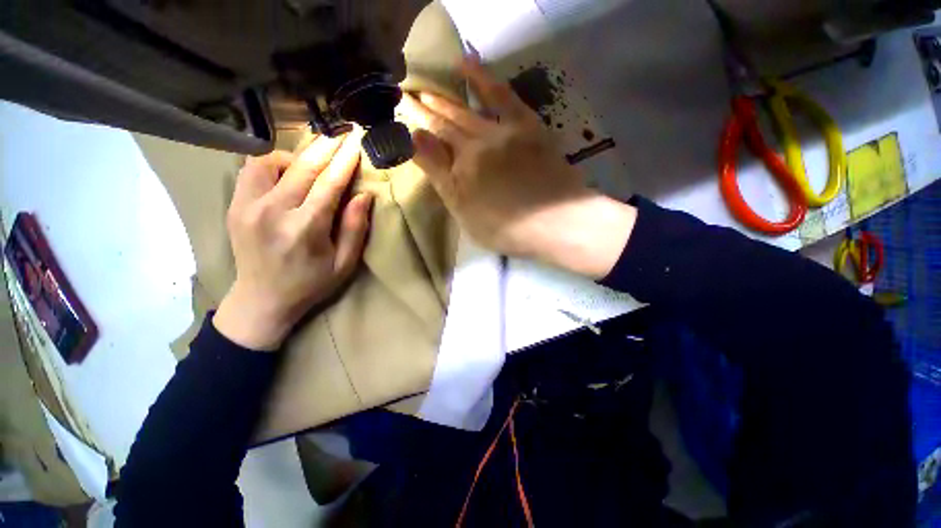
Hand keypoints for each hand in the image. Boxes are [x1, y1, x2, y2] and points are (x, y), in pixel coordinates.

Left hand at [213, 132, 372, 350]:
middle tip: (341, 133)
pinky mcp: (235, 206)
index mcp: (305, 229)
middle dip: (325, 147)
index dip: (345, 161)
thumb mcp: (344, 263)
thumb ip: (355, 228)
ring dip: (297, 155)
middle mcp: (273, 212)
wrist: (261, 300)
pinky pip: (252, 170)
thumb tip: (364, 195)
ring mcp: (248, 206)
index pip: (329, 184)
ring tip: (313, 160)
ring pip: (271, 161)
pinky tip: (286, 170)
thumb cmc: (311, 284)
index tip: (356, 141)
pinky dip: (272, 162)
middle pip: (302, 167)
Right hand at [399, 58, 636, 278]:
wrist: (555, 221)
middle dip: (427, 110)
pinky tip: (469, 66)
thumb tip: (414, 139)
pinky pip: (502, 97)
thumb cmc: (506, 227)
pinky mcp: (528, 126)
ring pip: (468, 109)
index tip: (403, 113)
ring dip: (447, 96)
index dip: (417, 127)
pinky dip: (484, 79)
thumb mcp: (464, 210)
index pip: (433, 143)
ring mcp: (503, 132)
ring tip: (431, 84)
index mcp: (461, 168)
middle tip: (411, 94)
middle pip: (448, 123)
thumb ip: (439, 174)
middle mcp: (477, 143)